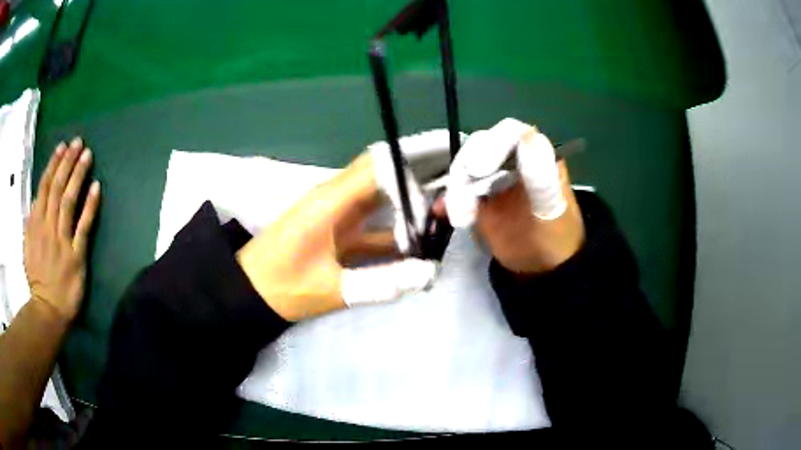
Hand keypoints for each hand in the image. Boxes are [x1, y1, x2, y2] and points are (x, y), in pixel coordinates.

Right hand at [23, 138, 100, 322]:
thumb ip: (31, 222)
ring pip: (68, 200)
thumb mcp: (27, 246)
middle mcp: (47, 227)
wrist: (46, 309)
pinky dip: (89, 206)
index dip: (54, 164)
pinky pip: (83, 226)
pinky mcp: (76, 255)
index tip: (62, 147)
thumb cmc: (37, 279)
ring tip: (87, 155)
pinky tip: (97, 188)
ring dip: (77, 175)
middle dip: (67, 162)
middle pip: (57, 187)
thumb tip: (36, 200)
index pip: (44, 186)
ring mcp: (61, 240)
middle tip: (78, 142)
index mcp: (35, 223)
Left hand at [236, 152, 437, 321]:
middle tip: (451, 190)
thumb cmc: (282, 286)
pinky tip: (417, 245)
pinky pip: (374, 219)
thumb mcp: (331, 289)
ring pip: (380, 194)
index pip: (378, 168)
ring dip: (409, 204)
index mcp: (330, 202)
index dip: (410, 180)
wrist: (250, 291)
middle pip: (382, 172)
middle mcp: (336, 197)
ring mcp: (337, 212)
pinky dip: (396, 227)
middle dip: (417, 178)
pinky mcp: (338, 227)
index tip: (431, 208)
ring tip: (442, 216)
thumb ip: (381, 283)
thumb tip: (429, 273)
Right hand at [445, 119, 584, 274]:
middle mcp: (513, 158)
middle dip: (466, 171)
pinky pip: (459, 189)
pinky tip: (442, 211)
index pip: (511, 134)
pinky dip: (448, 198)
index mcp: (537, 154)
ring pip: (465, 167)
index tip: (478, 170)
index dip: (492, 145)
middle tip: (461, 200)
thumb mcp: (550, 210)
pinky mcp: (479, 194)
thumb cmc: (553, 238)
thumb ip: (540, 178)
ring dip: (456, 189)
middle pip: (481, 147)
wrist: (541, 268)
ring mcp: (494, 175)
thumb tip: (527, 139)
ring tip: (460, 218)